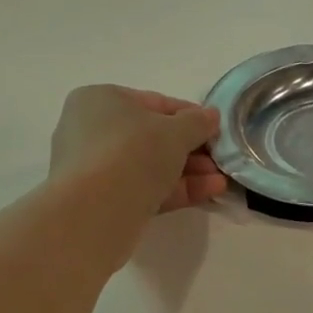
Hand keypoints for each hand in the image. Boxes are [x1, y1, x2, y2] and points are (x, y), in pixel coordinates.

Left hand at [49, 85, 227, 215]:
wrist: (95, 212)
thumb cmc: (133, 152)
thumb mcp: (175, 132)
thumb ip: (197, 122)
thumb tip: (211, 116)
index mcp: (100, 100)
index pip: (153, 103)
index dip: (189, 115)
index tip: (216, 128)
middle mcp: (91, 130)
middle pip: (152, 138)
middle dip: (191, 149)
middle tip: (220, 159)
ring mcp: (95, 169)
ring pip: (149, 166)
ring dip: (188, 171)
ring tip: (221, 179)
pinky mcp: (103, 201)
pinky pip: (144, 189)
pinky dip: (175, 189)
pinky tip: (209, 192)